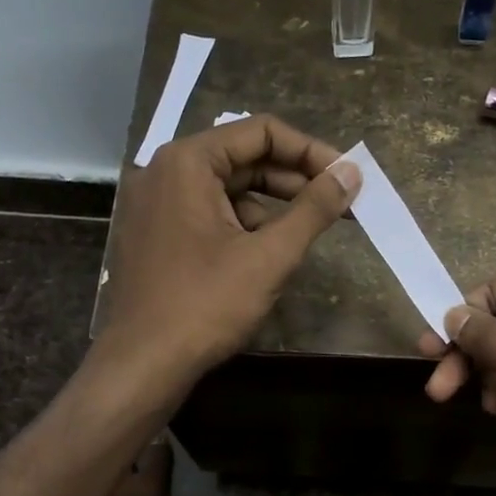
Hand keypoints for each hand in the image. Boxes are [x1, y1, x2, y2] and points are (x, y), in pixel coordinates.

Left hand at [98, 115, 358, 387]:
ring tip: (312, 231)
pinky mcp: (159, 233)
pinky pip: (212, 213)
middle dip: (296, 179)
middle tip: (341, 203)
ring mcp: (158, 203)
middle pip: (245, 157)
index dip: (311, 151)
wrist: (144, 364)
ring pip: (230, 188)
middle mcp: (167, 171)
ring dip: (274, 205)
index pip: (262, 132)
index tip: (347, 177)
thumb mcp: (269, 256)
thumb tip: (351, 173)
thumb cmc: (206, 304)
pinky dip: (246, 225)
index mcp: (188, 161)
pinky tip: (271, 253)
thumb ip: (313, 209)